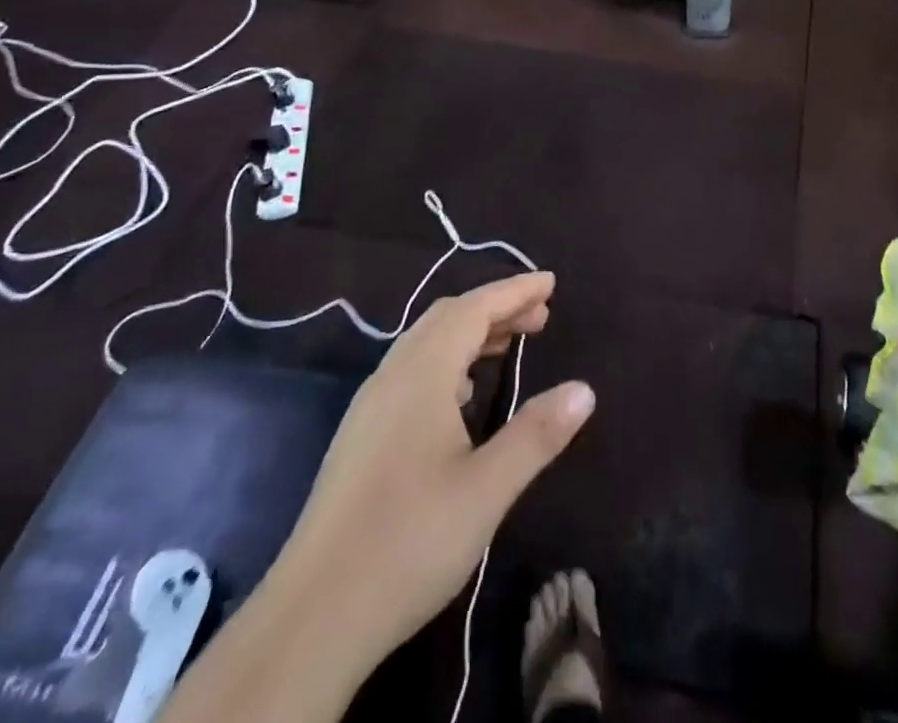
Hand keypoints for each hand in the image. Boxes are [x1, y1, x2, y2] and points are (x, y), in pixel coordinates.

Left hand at [282, 272, 595, 670]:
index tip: (551, 282)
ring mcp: (370, 405)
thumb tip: (584, 390)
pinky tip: (461, 395)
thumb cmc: (408, 542)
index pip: (474, 308)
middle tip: (540, 316)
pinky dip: (447, 360)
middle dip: (496, 307)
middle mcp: (392, 375)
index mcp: (422, 374)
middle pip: (448, 317)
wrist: (312, 616)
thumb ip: (537, 434)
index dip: (514, 290)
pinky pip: (410, 370)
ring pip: (426, 343)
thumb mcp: (487, 490)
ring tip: (509, 345)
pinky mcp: (360, 435)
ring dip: (470, 333)